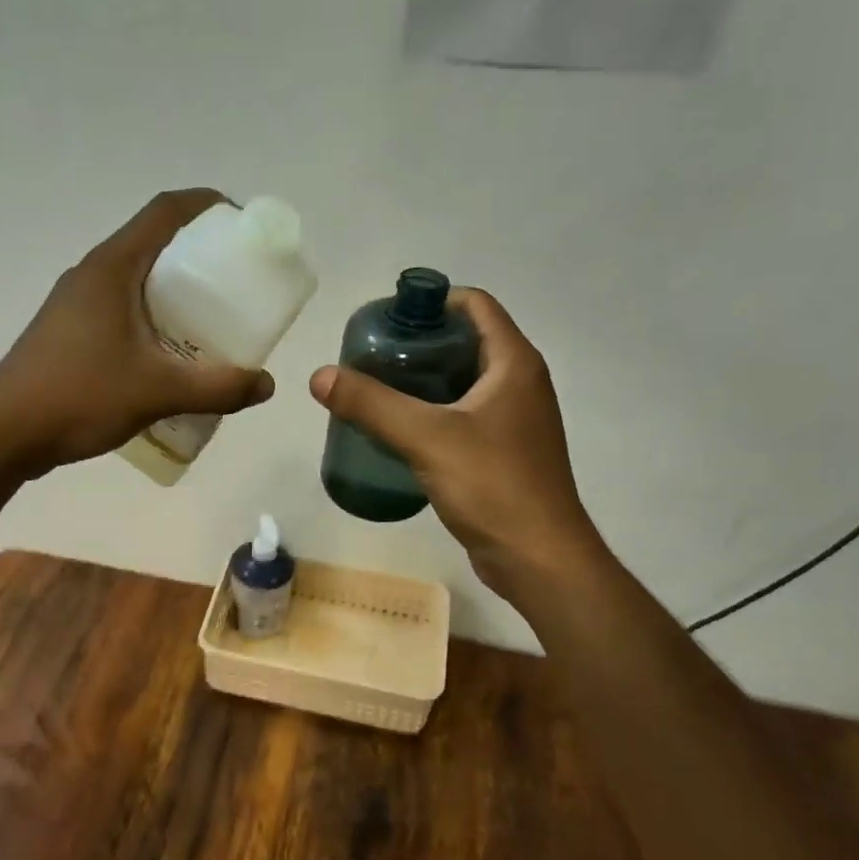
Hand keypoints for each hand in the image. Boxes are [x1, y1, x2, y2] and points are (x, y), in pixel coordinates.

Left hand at [0, 189, 274, 473]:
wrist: (3, 433)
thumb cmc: (79, 397)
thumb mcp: (158, 392)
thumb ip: (217, 387)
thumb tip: (265, 385)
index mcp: (113, 267)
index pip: (166, 211)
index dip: (209, 206)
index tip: (245, 227)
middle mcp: (93, 274)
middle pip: (155, 243)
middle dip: (201, 256)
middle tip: (238, 285)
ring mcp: (77, 303)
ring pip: (138, 280)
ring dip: (176, 291)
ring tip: (212, 322)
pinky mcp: (69, 332)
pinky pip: (123, 309)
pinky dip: (154, 318)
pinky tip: (171, 356)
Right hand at [308, 289, 603, 594]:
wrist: (538, 558)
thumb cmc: (493, 486)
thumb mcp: (426, 438)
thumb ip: (372, 404)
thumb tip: (320, 376)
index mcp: (514, 364)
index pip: (476, 305)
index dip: (432, 301)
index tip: (387, 317)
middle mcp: (520, 384)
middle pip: (466, 342)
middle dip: (419, 343)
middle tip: (371, 357)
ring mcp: (515, 421)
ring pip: (463, 382)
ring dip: (423, 381)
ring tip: (376, 390)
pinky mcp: (504, 453)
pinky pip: (463, 417)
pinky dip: (432, 413)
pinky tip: (398, 431)